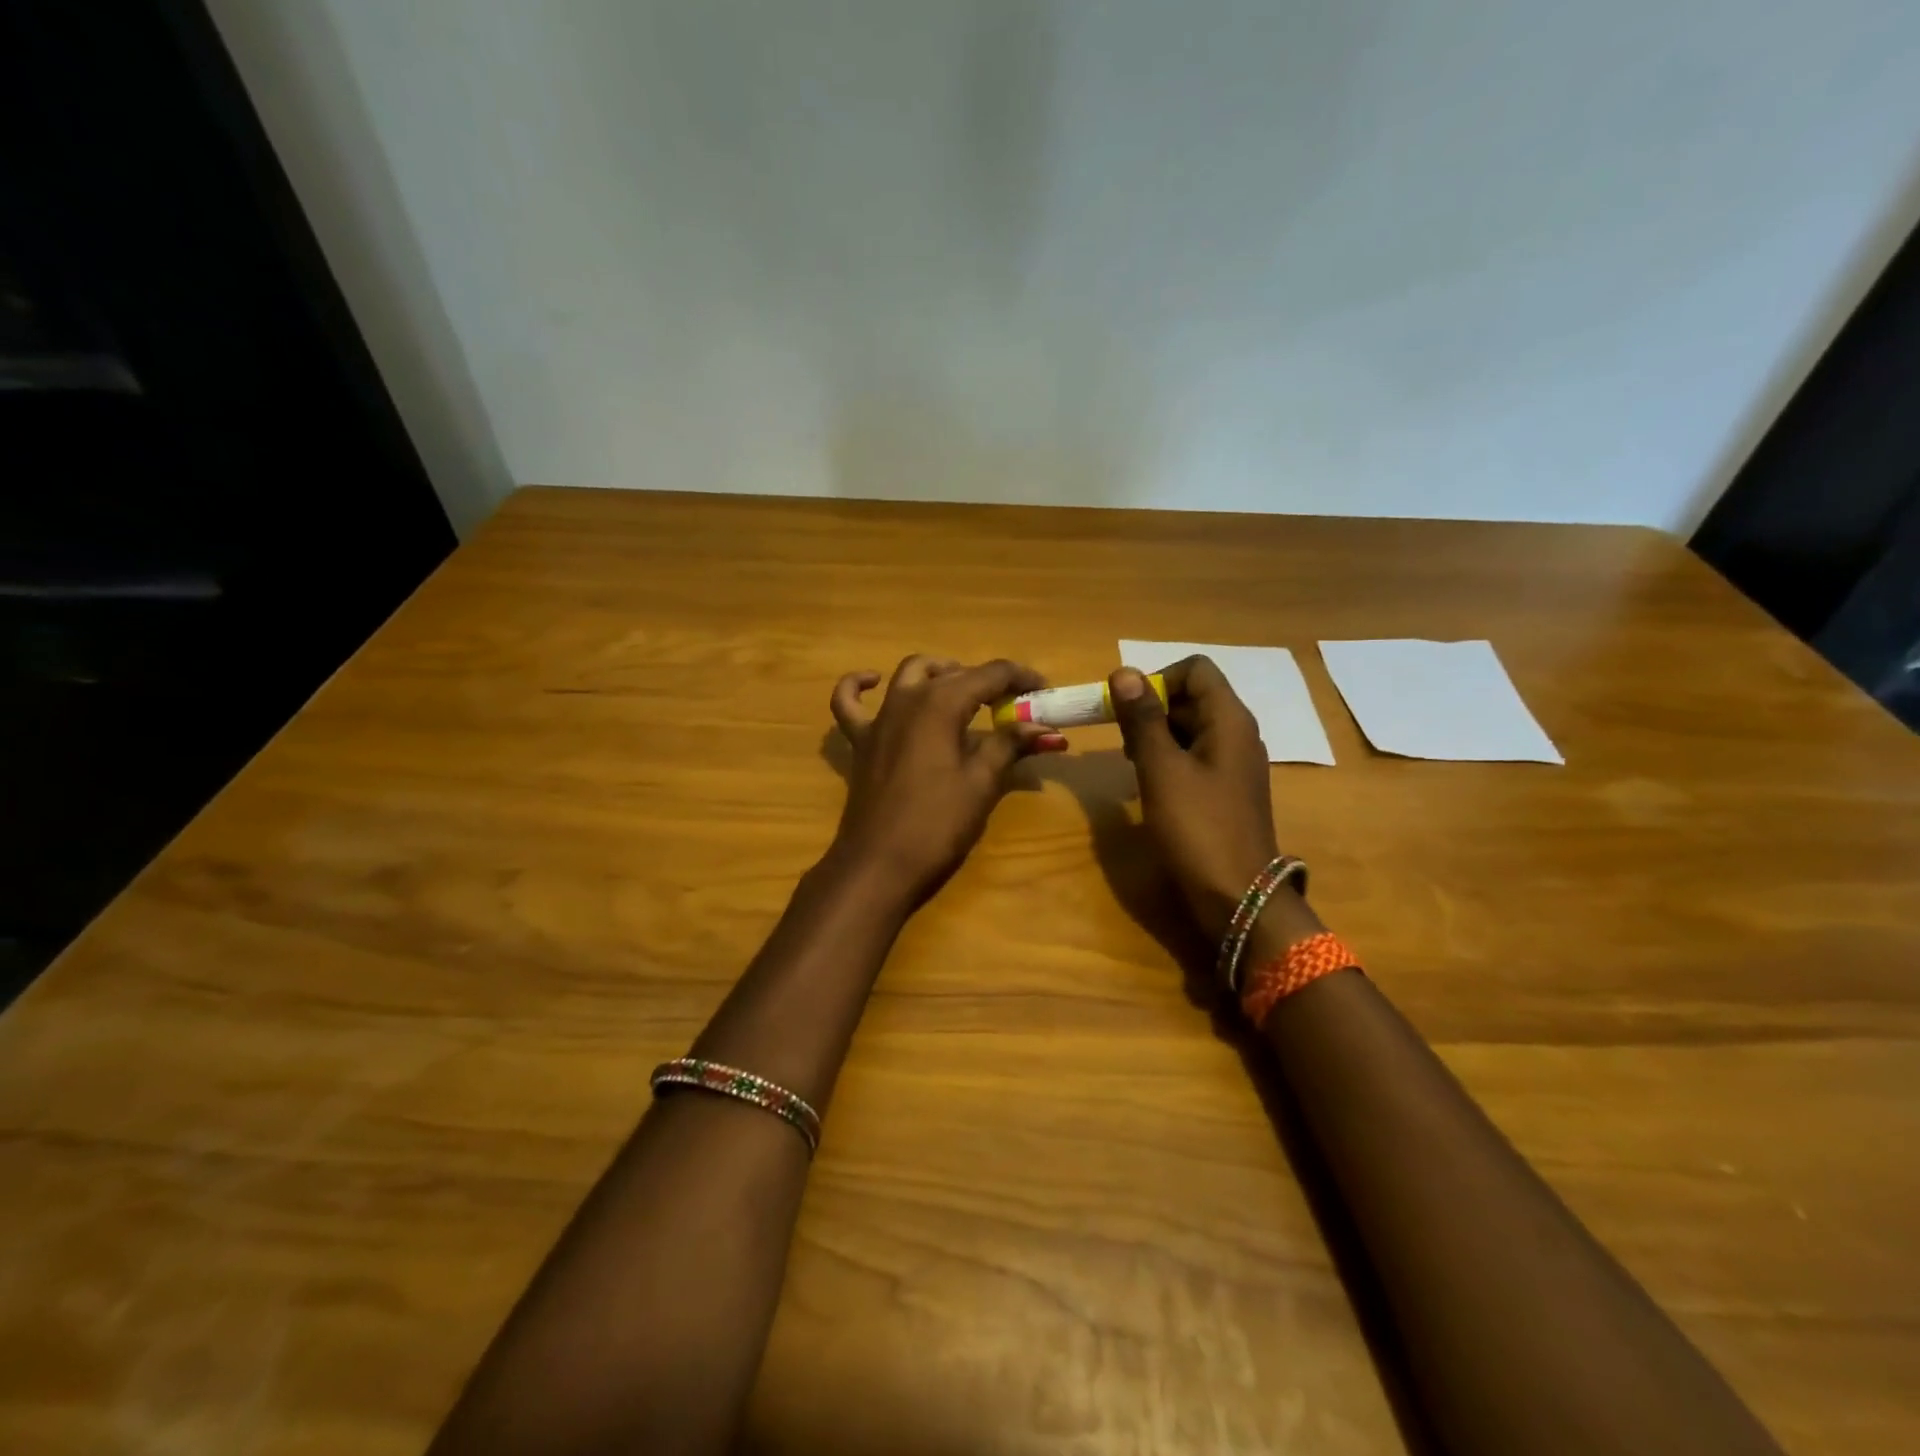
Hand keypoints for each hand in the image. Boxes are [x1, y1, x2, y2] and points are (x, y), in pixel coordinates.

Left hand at [828, 655, 1063, 907]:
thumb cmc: (936, 825)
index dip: (1022, 678)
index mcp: (941, 703)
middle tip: (1016, 706)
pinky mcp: (861, 741)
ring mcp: (879, 718)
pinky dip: (859, 685)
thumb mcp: (981, 784)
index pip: (990, 674)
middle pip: (954, 674)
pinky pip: (849, 702)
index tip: (1046, 692)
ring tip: (964, 692)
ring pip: (909, 675)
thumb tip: (1046, 728)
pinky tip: (873, 681)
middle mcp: (907, 698)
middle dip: (989, 682)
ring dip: (939, 673)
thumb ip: (1010, 745)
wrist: (879, 865)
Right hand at [1108, 658, 1285, 941]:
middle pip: (1191, 696)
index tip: (1129, 710)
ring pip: (1189, 727)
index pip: (1195, 669)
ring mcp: (1233, 763)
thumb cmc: (1197, 827)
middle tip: (1122, 741)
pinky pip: (1193, 756)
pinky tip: (1147, 783)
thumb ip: (1143, 719)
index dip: (1157, 679)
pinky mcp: (1225, 789)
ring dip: (1155, 735)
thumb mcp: (1162, 769)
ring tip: (1130, 762)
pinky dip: (1167, 759)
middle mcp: (1236, 733)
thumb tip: (1124, 672)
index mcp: (1229, 719)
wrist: (1237, 895)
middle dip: (1151, 709)